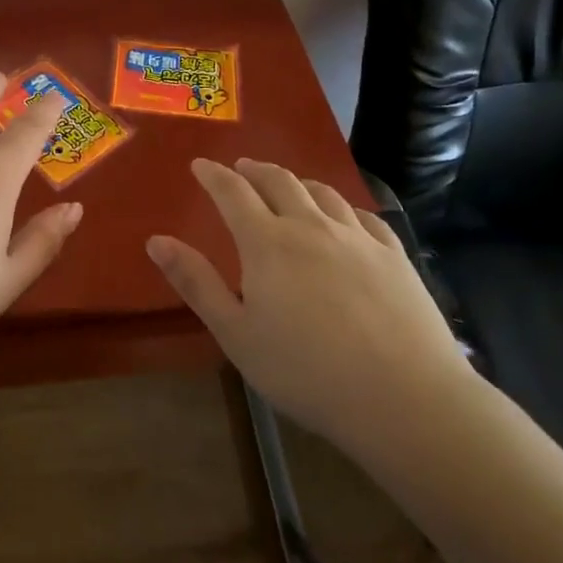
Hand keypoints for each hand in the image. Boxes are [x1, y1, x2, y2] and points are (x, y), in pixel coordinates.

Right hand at [147, 159, 476, 451]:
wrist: (405, 397)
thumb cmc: (307, 372)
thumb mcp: (237, 335)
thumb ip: (196, 283)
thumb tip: (157, 240)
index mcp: (267, 242)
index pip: (232, 192)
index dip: (213, 174)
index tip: (200, 165)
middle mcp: (310, 225)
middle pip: (278, 180)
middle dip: (253, 170)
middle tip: (240, 168)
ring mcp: (356, 235)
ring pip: (321, 191)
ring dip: (296, 182)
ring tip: (287, 186)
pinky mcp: (393, 253)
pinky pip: (361, 214)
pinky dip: (340, 206)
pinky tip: (342, 217)